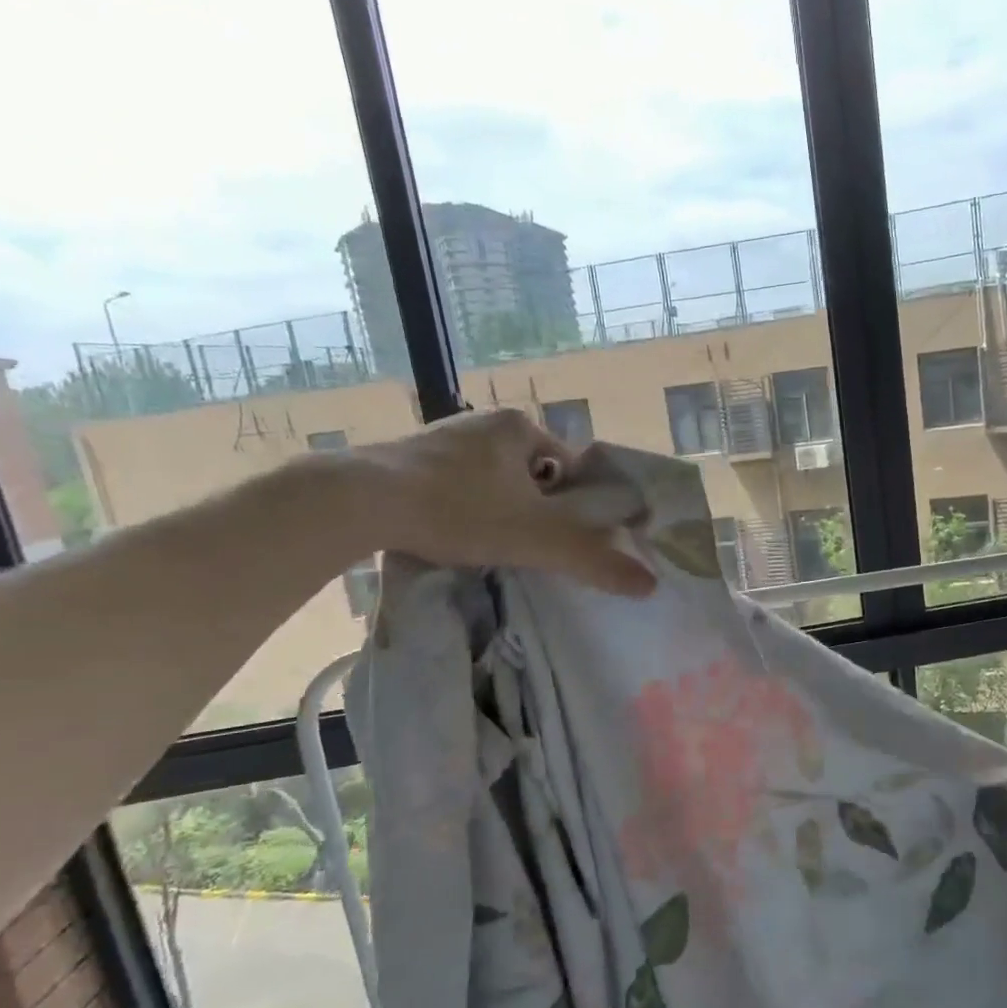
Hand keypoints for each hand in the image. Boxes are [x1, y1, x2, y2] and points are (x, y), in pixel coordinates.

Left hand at [348, 409, 655, 595]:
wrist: (355, 502)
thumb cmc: (458, 509)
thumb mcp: (538, 539)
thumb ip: (595, 561)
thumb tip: (651, 584)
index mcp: (520, 427)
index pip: (570, 468)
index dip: (575, 505)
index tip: (564, 538)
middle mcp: (483, 423)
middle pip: (533, 476)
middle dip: (536, 510)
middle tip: (529, 546)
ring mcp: (441, 438)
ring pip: (493, 482)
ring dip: (499, 510)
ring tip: (490, 545)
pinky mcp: (407, 458)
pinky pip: (455, 485)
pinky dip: (462, 509)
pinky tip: (451, 534)